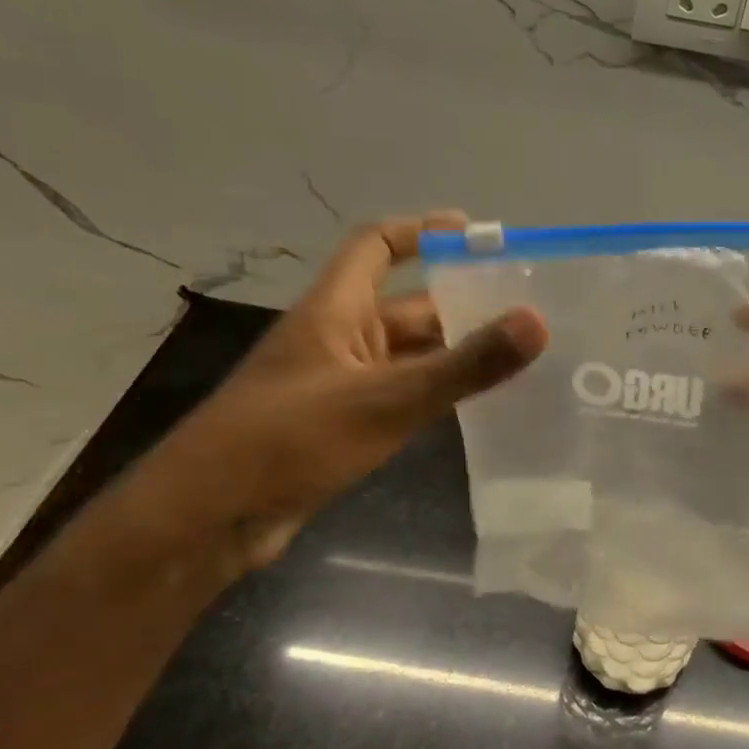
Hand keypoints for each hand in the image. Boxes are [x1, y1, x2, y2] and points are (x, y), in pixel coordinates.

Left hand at [158, 213, 546, 566]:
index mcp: (335, 309)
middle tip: (525, 312)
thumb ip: (464, 365)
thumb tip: (538, 321)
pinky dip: (435, 395)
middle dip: (460, 305)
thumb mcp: (386, 399)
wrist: (211, 517)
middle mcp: (338, 338)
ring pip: (408, 357)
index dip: (423, 231)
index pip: (377, 245)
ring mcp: (339, 385)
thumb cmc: (291, 440)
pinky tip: (477, 409)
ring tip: (519, 358)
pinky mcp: (342, 427)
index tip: (477, 235)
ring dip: (454, 355)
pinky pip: (400, 397)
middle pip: (407, 306)